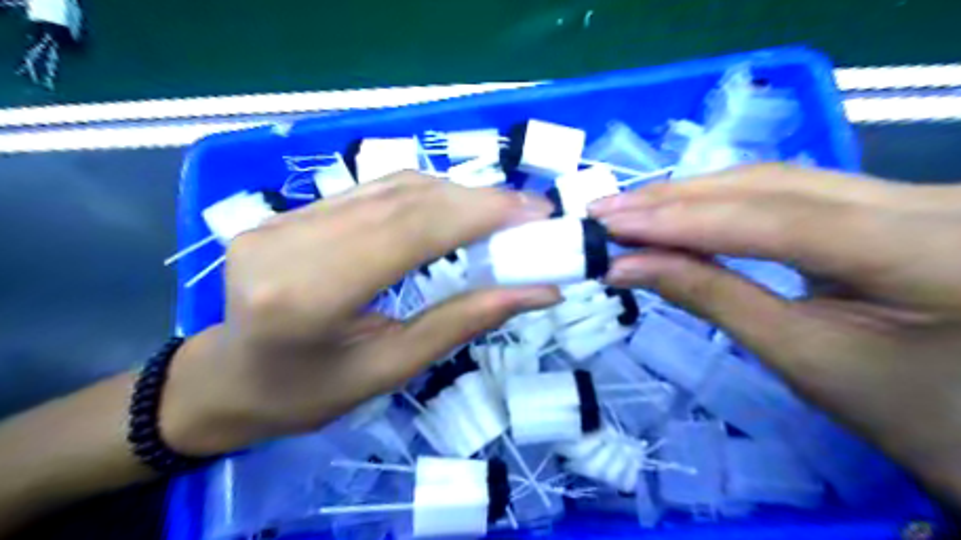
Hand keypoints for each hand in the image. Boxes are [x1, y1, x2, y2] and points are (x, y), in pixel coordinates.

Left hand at [160, 172, 561, 455]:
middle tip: (530, 210)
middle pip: (402, 200)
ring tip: (500, 212)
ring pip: (389, 187)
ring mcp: (282, 219)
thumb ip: (463, 321)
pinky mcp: (288, 212)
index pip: (409, 231)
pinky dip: (423, 195)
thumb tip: (537, 292)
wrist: (229, 381)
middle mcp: (289, 242)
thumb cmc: (308, 394)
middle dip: (477, 200)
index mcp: (308, 295)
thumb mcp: (391, 369)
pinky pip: (371, 191)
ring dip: (455, 194)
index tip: (535, 212)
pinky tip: (453, 208)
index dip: (479, 213)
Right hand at [589, 163, 960, 506]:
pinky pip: (790, 192)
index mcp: (931, 250)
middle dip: (677, 198)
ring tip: (630, 211)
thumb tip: (628, 267)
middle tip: (605, 210)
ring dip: (694, 195)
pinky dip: (725, 203)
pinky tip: (682, 210)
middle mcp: (928, 200)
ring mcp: (909, 194)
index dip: (683, 220)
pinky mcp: (885, 205)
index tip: (609, 225)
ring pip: (778, 180)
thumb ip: (713, 299)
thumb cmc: (907, 415)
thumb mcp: (804, 358)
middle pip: (772, 183)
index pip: (776, 218)